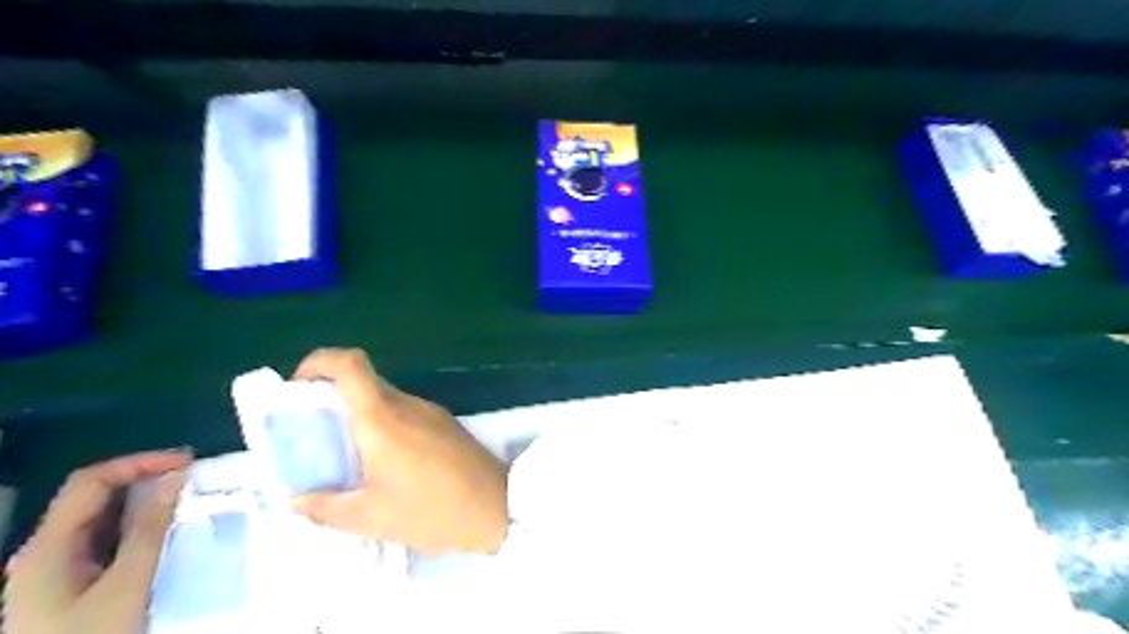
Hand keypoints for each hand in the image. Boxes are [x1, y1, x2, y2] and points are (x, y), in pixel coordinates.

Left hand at [3, 451, 190, 633]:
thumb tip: (176, 477)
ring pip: (102, 520)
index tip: (187, 463)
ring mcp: (54, 571)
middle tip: (194, 478)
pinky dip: (138, 528)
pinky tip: (167, 533)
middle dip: (145, 480)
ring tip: (189, 500)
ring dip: (145, 504)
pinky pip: (105, 542)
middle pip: (94, 497)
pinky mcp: (70, 586)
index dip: (139, 463)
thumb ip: (150, 529)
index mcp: (47, 547)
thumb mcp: (126, 585)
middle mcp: (45, 552)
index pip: (91, 481)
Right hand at [289, 347, 506, 554]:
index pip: (351, 364)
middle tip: (314, 434)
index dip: (319, 362)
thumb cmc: (432, 511)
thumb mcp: (372, 517)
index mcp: (384, 419)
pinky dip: (384, 424)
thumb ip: (326, 507)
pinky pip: (405, 412)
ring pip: (385, 398)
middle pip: (364, 382)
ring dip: (359, 415)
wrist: (499, 507)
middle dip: (332, 398)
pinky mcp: (446, 422)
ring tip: (347, 455)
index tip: (299, 388)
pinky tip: (384, 461)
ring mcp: (431, 410)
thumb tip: (296, 498)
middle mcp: (408, 404)